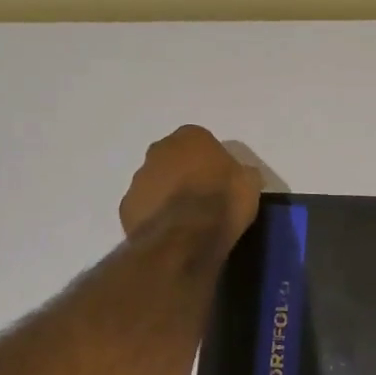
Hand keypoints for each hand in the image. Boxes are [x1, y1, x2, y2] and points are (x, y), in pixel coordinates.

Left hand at [119, 126, 262, 247]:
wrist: (186, 237)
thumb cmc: (223, 201)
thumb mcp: (250, 184)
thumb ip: (241, 173)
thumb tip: (240, 176)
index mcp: (191, 137)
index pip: (201, 141)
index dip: (211, 161)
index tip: (220, 180)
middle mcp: (159, 150)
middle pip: (173, 159)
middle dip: (183, 173)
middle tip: (201, 197)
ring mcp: (138, 178)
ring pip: (155, 182)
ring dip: (166, 194)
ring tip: (185, 220)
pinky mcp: (126, 207)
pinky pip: (144, 207)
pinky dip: (154, 216)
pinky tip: (170, 232)